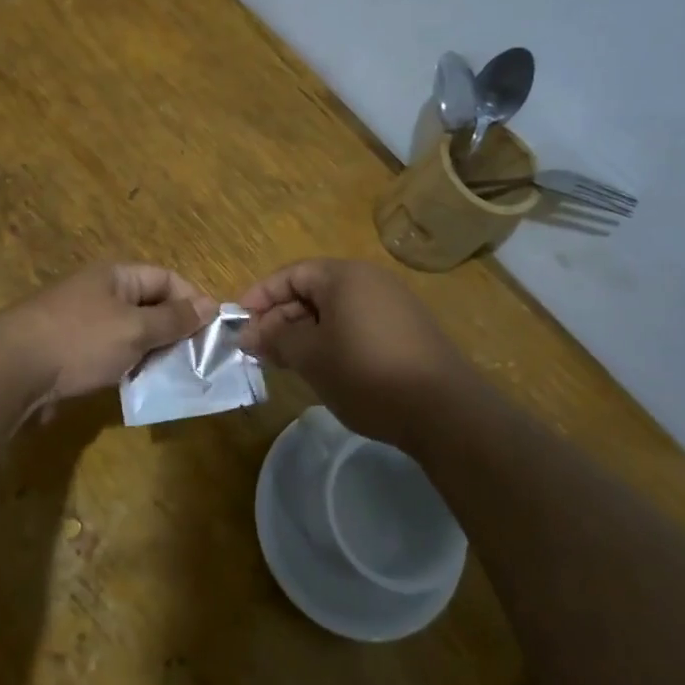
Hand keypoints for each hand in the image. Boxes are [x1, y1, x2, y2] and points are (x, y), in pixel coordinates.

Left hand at [2, 263, 216, 407]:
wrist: (10, 370)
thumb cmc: (80, 341)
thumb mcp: (135, 329)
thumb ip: (174, 319)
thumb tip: (210, 305)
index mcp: (116, 276)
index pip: (167, 278)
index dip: (193, 301)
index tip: (214, 332)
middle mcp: (99, 292)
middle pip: (149, 305)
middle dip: (174, 331)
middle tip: (197, 361)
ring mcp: (81, 322)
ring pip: (130, 333)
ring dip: (151, 353)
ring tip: (172, 378)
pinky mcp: (68, 351)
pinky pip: (109, 354)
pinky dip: (127, 367)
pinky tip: (137, 387)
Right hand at [238, 259, 474, 444]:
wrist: (444, 410)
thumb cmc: (366, 373)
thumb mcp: (310, 357)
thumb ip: (276, 338)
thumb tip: (250, 333)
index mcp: (344, 276)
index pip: (291, 274)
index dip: (260, 296)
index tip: (239, 324)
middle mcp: (370, 280)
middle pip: (313, 290)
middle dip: (281, 318)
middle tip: (259, 350)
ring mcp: (393, 305)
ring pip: (334, 310)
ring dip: (304, 332)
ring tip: (285, 362)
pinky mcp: (407, 331)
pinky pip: (356, 324)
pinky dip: (332, 340)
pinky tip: (324, 369)